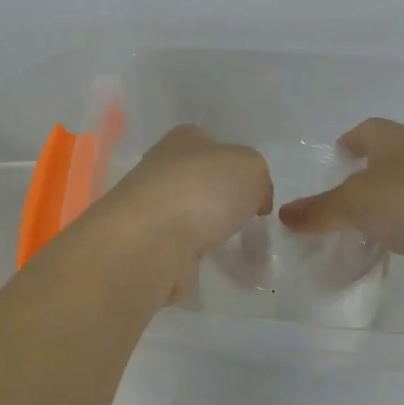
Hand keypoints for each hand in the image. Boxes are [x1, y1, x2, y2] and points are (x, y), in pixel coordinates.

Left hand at [96, 127, 272, 300]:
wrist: (150, 241)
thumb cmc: (202, 190)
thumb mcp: (251, 167)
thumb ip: (258, 177)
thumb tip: (254, 199)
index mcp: (182, 140)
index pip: (211, 144)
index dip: (235, 164)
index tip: (254, 191)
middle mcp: (160, 170)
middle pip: (198, 182)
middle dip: (221, 201)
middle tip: (245, 220)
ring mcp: (150, 210)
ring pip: (187, 218)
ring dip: (206, 232)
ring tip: (231, 248)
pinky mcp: (145, 246)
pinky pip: (177, 250)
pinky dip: (191, 259)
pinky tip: (206, 265)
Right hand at [278, 118, 403, 310]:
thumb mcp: (357, 203)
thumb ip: (320, 211)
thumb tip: (284, 214)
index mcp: (402, 146)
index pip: (372, 131)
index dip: (353, 139)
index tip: (337, 154)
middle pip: (394, 170)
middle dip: (370, 186)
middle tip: (342, 205)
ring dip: (397, 224)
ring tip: (370, 242)